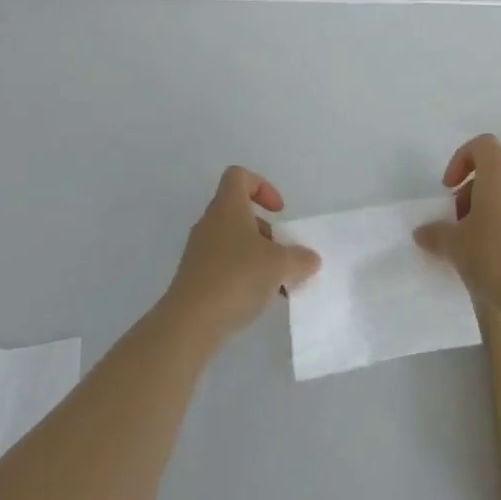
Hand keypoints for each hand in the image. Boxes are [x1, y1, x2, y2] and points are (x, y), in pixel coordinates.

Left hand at [163, 166, 320, 339]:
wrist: (190, 323)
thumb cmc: (236, 278)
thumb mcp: (280, 265)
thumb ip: (300, 258)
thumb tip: (310, 258)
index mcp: (227, 207)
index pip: (239, 176)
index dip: (261, 186)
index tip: (278, 212)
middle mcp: (210, 223)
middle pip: (239, 212)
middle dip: (265, 230)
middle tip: (281, 253)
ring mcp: (199, 251)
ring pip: (234, 241)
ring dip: (257, 256)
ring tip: (276, 282)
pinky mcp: (195, 278)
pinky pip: (224, 265)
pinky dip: (243, 275)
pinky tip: (259, 298)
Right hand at [414, 135, 500, 314]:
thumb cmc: (495, 257)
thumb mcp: (455, 246)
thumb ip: (436, 234)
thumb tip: (422, 232)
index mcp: (497, 179)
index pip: (482, 145)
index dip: (461, 158)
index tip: (449, 187)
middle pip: (488, 177)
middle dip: (465, 198)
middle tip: (453, 227)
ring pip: (499, 202)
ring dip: (478, 218)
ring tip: (465, 250)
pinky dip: (494, 234)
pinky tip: (485, 264)